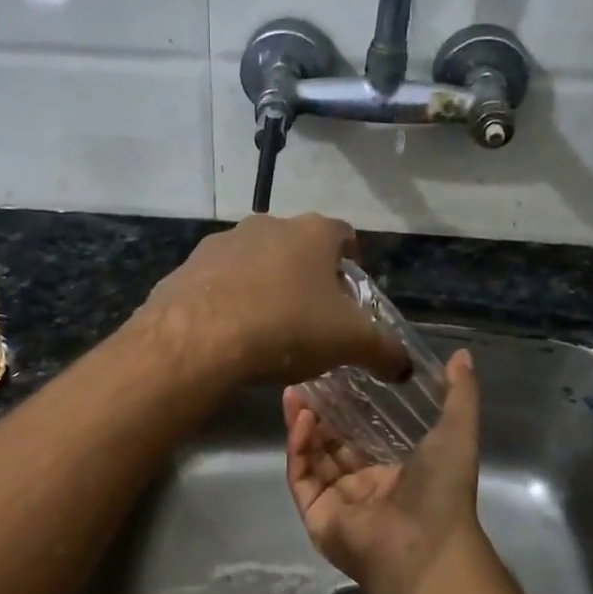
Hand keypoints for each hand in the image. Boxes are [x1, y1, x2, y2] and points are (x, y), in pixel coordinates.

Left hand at [138, 214, 409, 386]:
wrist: (199, 337)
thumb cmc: (287, 327)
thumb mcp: (349, 343)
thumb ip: (383, 351)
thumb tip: (405, 368)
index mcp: (313, 232)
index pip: (344, 235)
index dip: (352, 260)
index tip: (352, 290)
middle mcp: (267, 225)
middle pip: (297, 247)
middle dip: (307, 276)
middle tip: (313, 315)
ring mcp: (222, 243)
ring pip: (254, 261)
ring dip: (265, 285)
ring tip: (269, 327)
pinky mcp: (187, 267)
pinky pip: (218, 282)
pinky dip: (228, 300)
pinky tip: (230, 333)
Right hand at [283, 348, 486, 593]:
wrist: (424, 544)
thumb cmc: (442, 489)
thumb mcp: (457, 432)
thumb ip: (459, 394)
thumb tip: (462, 354)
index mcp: (394, 474)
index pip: (363, 437)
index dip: (348, 409)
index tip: (336, 377)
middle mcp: (363, 489)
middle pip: (332, 446)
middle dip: (318, 415)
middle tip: (306, 381)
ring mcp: (337, 503)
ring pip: (312, 458)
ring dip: (303, 425)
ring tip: (294, 393)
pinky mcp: (315, 514)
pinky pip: (301, 476)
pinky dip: (297, 448)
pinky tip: (300, 419)